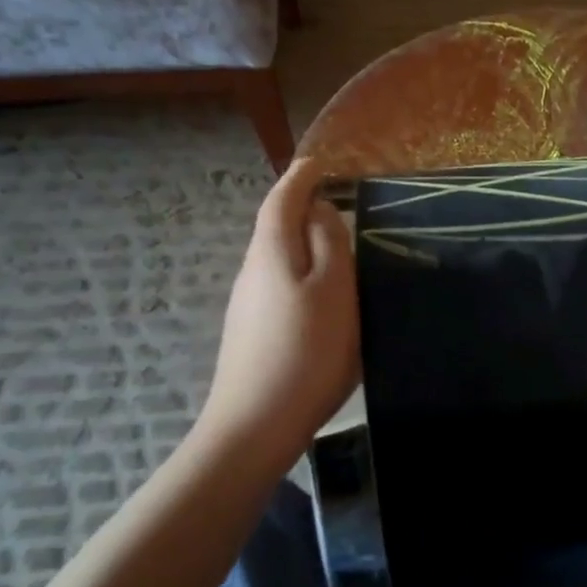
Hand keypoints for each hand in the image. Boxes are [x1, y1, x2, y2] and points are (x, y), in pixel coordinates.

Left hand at [201, 159, 358, 454]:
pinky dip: (301, 276)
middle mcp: (252, 271)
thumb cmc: (307, 350)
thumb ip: (330, 243)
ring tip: (339, 250)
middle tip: (339, 204)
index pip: (281, 199)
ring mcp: (247, 304)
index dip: (300, 177)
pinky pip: (279, 286)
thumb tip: (319, 209)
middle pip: (276, 227)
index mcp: (272, 252)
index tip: (319, 162)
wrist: (257, 424)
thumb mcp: (334, 289)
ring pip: (278, 259)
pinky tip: (321, 299)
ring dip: (304, 246)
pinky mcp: (251, 333)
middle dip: (302, 209)